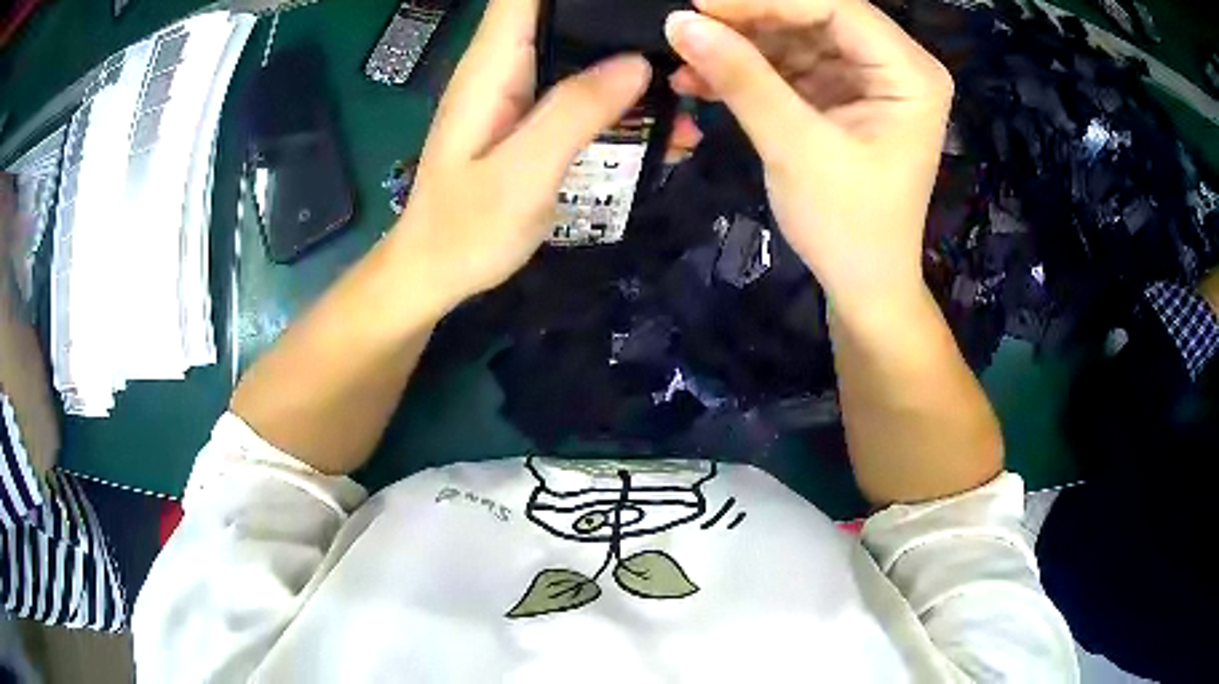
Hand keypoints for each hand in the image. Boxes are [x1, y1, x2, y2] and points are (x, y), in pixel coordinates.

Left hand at [391, 0, 650, 313]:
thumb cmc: (466, 230)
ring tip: (689, 82)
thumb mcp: (523, 174)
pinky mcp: (531, 116)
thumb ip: (574, 112)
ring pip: (580, 49)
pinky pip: (581, 89)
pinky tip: (663, 121)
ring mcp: (518, 90)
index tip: (637, 0)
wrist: (434, 272)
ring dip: (631, 60)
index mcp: (493, 64)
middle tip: (681, 44)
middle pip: (564, 12)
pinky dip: (621, 96)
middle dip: (620, 19)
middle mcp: (504, 65)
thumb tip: (638, 63)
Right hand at [664, 0, 952, 321]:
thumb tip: (681, 21)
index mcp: (910, 73)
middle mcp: (895, 65)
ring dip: (740, 46)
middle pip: (814, 15)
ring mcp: (867, 77)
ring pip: (795, 36)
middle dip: (748, 20)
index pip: (834, 6)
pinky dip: (748, 71)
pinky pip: (789, 65)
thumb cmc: (848, 227)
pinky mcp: (841, 94)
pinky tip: (702, 80)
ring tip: (685, 60)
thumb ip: (742, 78)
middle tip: (686, 27)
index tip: (698, 3)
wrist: (863, 286)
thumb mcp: (796, 148)